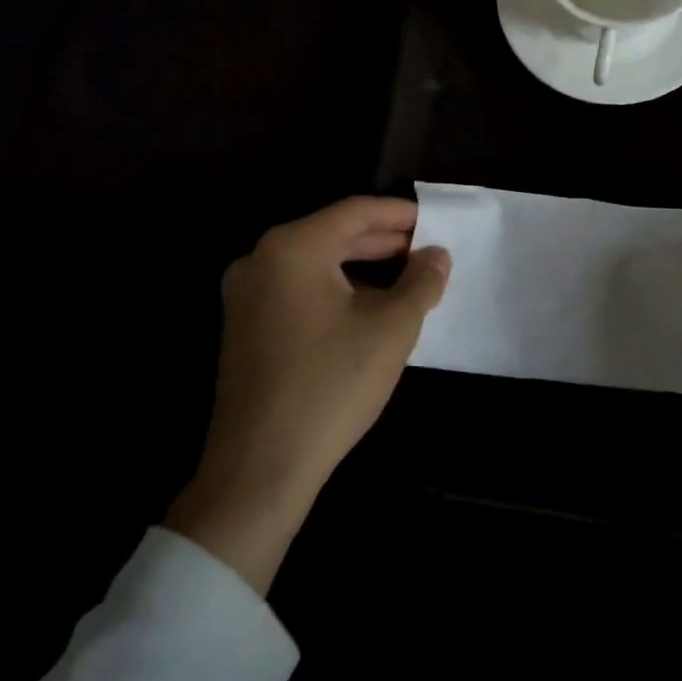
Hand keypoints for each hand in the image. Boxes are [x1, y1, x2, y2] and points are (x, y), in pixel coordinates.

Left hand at [167, 197, 449, 592]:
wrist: (259, 469)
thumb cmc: (331, 385)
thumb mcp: (391, 328)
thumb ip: (421, 282)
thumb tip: (437, 255)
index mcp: (292, 247)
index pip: (356, 211)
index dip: (400, 214)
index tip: (436, 221)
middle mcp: (260, 259)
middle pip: (333, 234)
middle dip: (384, 241)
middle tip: (427, 250)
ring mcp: (246, 295)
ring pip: (316, 263)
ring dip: (362, 267)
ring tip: (406, 278)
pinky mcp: (244, 326)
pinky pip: (299, 289)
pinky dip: (337, 289)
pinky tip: (368, 308)